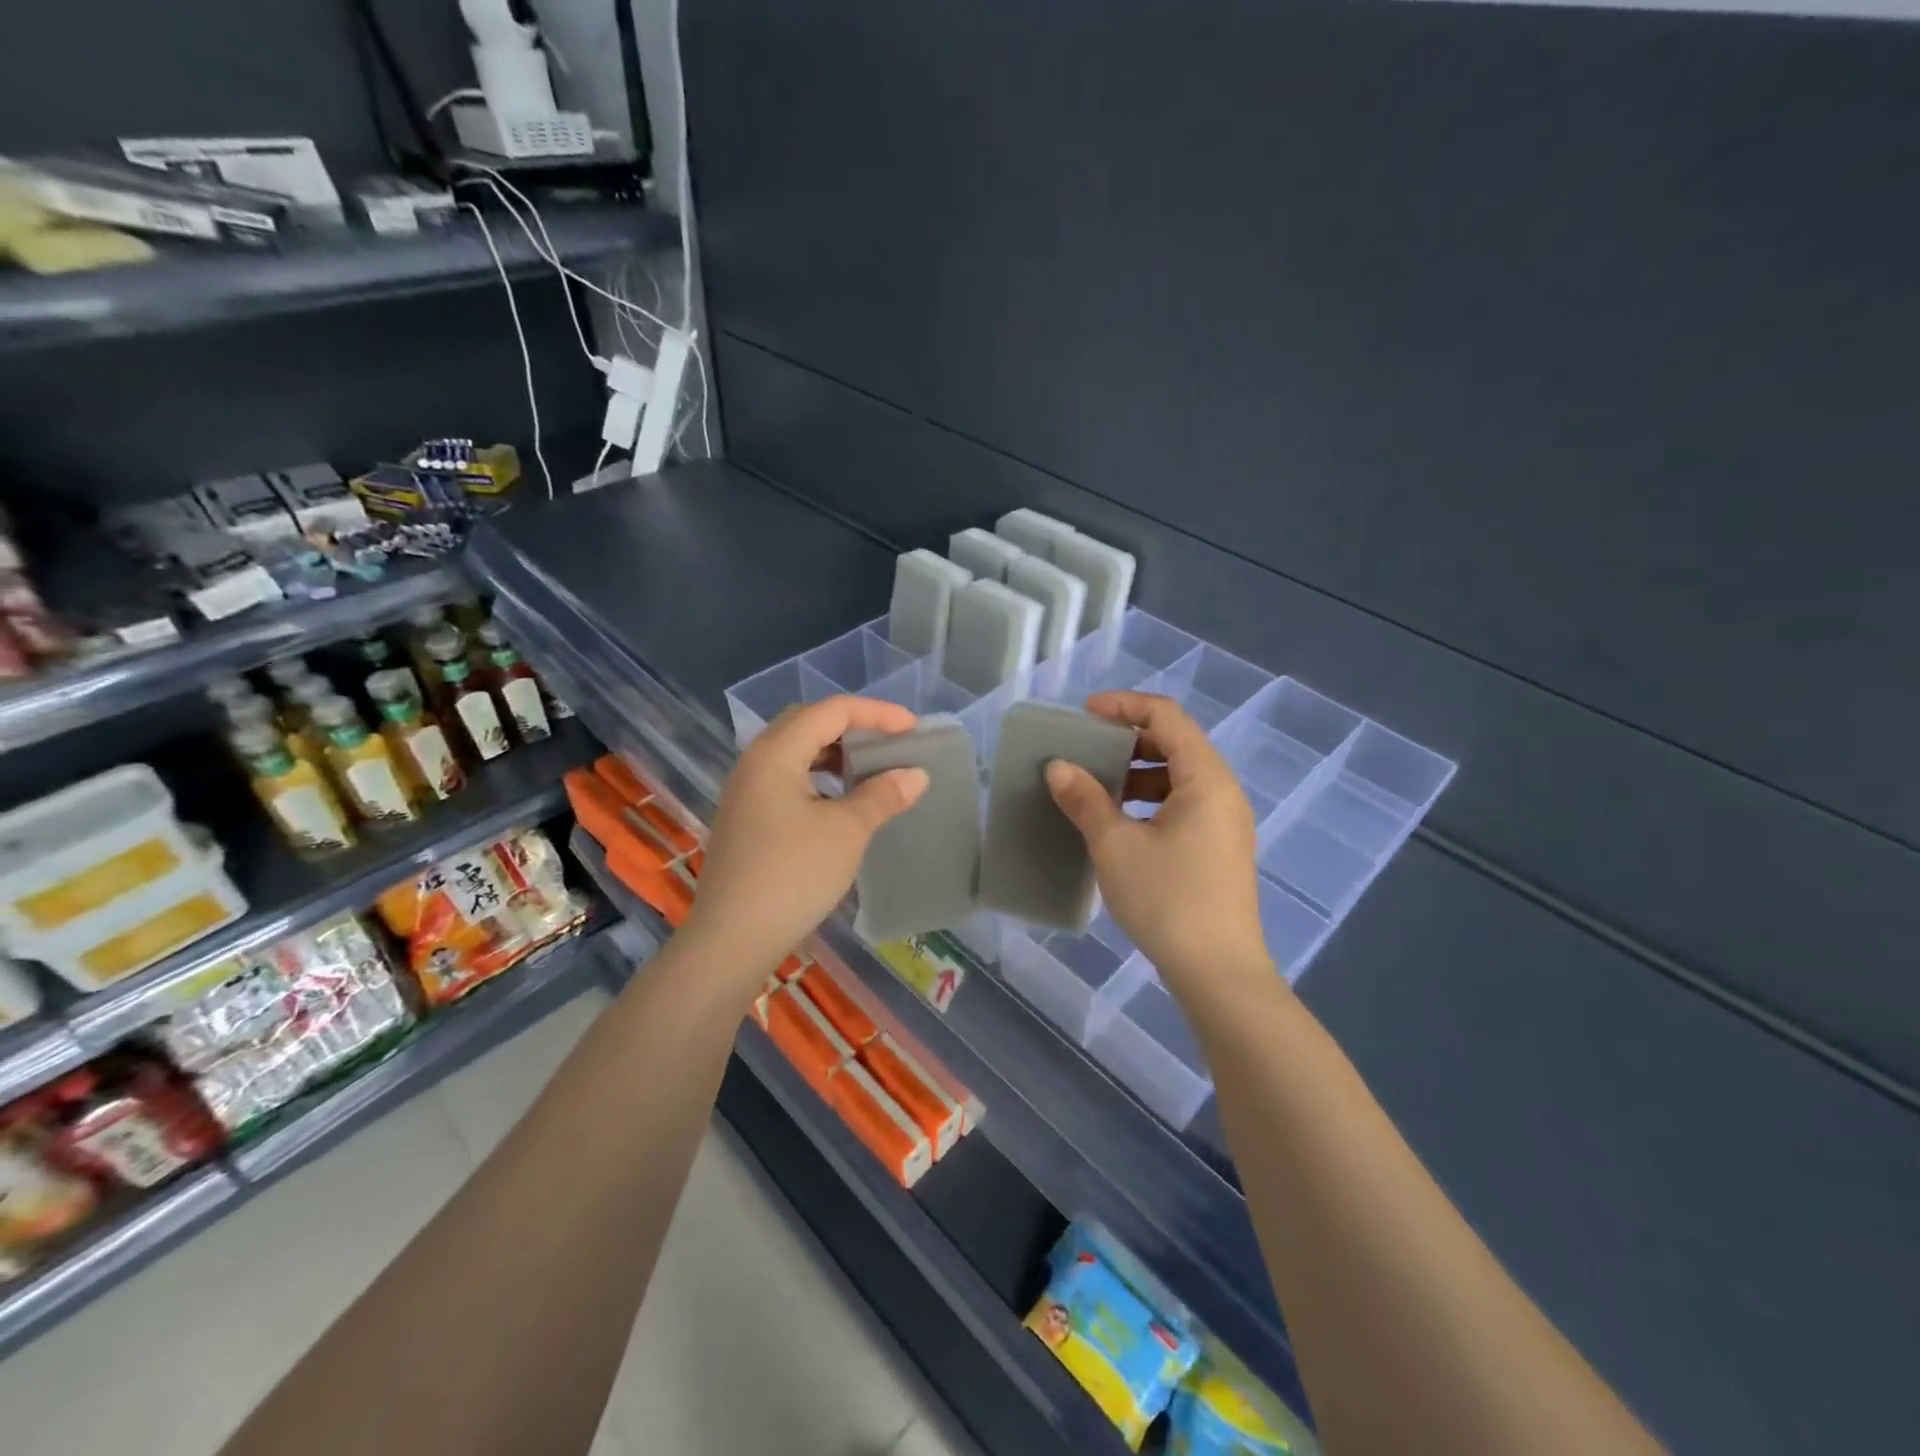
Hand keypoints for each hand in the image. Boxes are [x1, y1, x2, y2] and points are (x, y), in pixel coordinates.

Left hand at [684, 696, 928, 985]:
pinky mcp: (747, 818)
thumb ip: (882, 795)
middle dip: (853, 725)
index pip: (831, 711)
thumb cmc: (793, 875)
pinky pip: (788, 778)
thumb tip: (916, 774)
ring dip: (835, 752)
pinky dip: (820, 776)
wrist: (733, 939)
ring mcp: (746, 791)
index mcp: (775, 754)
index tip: (913, 728)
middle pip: (808, 723)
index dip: (876, 713)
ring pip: (796, 751)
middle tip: (890, 740)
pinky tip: (841, 800)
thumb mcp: (846, 831)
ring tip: (870, 767)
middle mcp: (755, 762)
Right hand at [1045, 691, 1271, 998]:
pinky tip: (1119, 823)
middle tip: (1085, 751)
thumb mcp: (1116, 845)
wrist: (1218, 972)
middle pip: (1175, 743)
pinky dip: (1149, 800)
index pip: (1166, 716)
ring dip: (1137, 773)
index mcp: (1205, 778)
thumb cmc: (1167, 899)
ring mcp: (1225, 821)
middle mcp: (1223, 791)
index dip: (1123, 706)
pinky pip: (1183, 804)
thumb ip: (1086, 799)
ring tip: (1096, 788)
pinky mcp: (1219, 848)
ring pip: (1178, 776)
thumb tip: (1058, 767)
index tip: (1084, 714)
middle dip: (1127, 741)